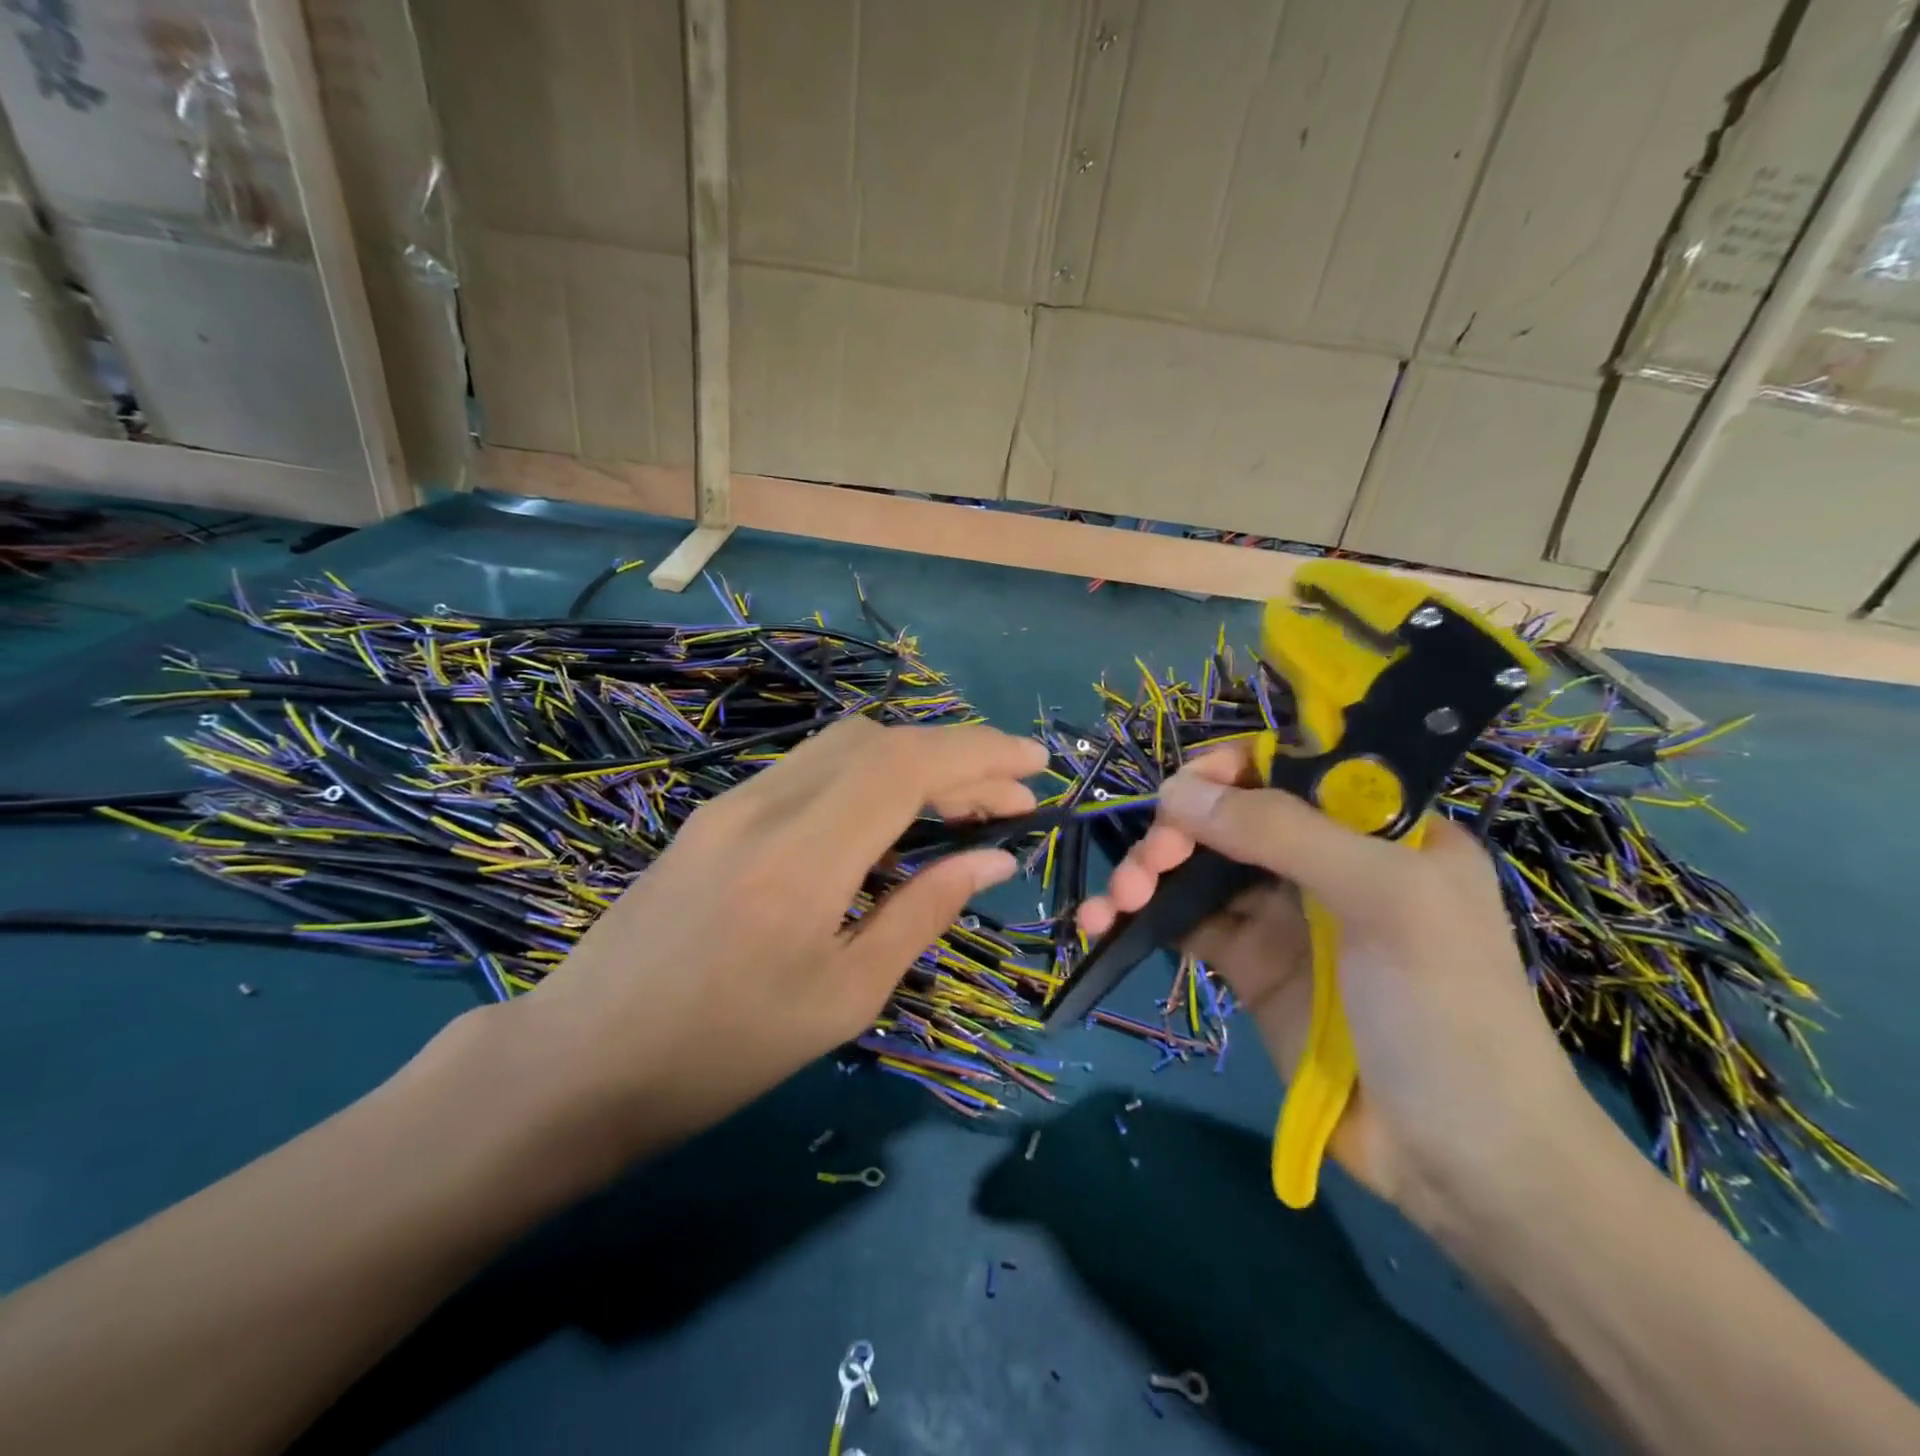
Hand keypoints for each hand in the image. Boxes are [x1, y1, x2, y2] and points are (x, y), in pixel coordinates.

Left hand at [508, 719, 1046, 1153]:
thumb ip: (922, 912)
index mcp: (803, 857)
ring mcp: (733, 802)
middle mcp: (766, 805)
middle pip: (880, 740)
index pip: (908, 766)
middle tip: (1009, 797)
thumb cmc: (721, 1053)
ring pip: (843, 745)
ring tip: (961, 803)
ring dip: (912, 760)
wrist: (579, 1062)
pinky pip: (809, 769)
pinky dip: (867, 775)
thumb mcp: (843, 997)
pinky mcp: (715, 813)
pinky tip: (888, 818)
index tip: (1038, 765)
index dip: (980, 753)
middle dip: (956, 754)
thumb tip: (992, 858)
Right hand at [1078, 742, 1602, 1222]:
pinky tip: (1101, 924)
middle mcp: (1324, 859)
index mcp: (1375, 827)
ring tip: (1117, 904)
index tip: (1182, 793)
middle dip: (1177, 829)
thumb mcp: (1383, 899)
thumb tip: (1176, 790)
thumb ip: (1283, 832)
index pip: (1289, 768)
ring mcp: (1282, 913)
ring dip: (1147, 871)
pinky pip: (1183, 920)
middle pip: (1229, 815)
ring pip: (1196, 865)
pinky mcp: (1247, 963)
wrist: (1461, 1162)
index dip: (1229, 770)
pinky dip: (1139, 916)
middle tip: (1151, 865)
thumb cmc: (1446, 1010)